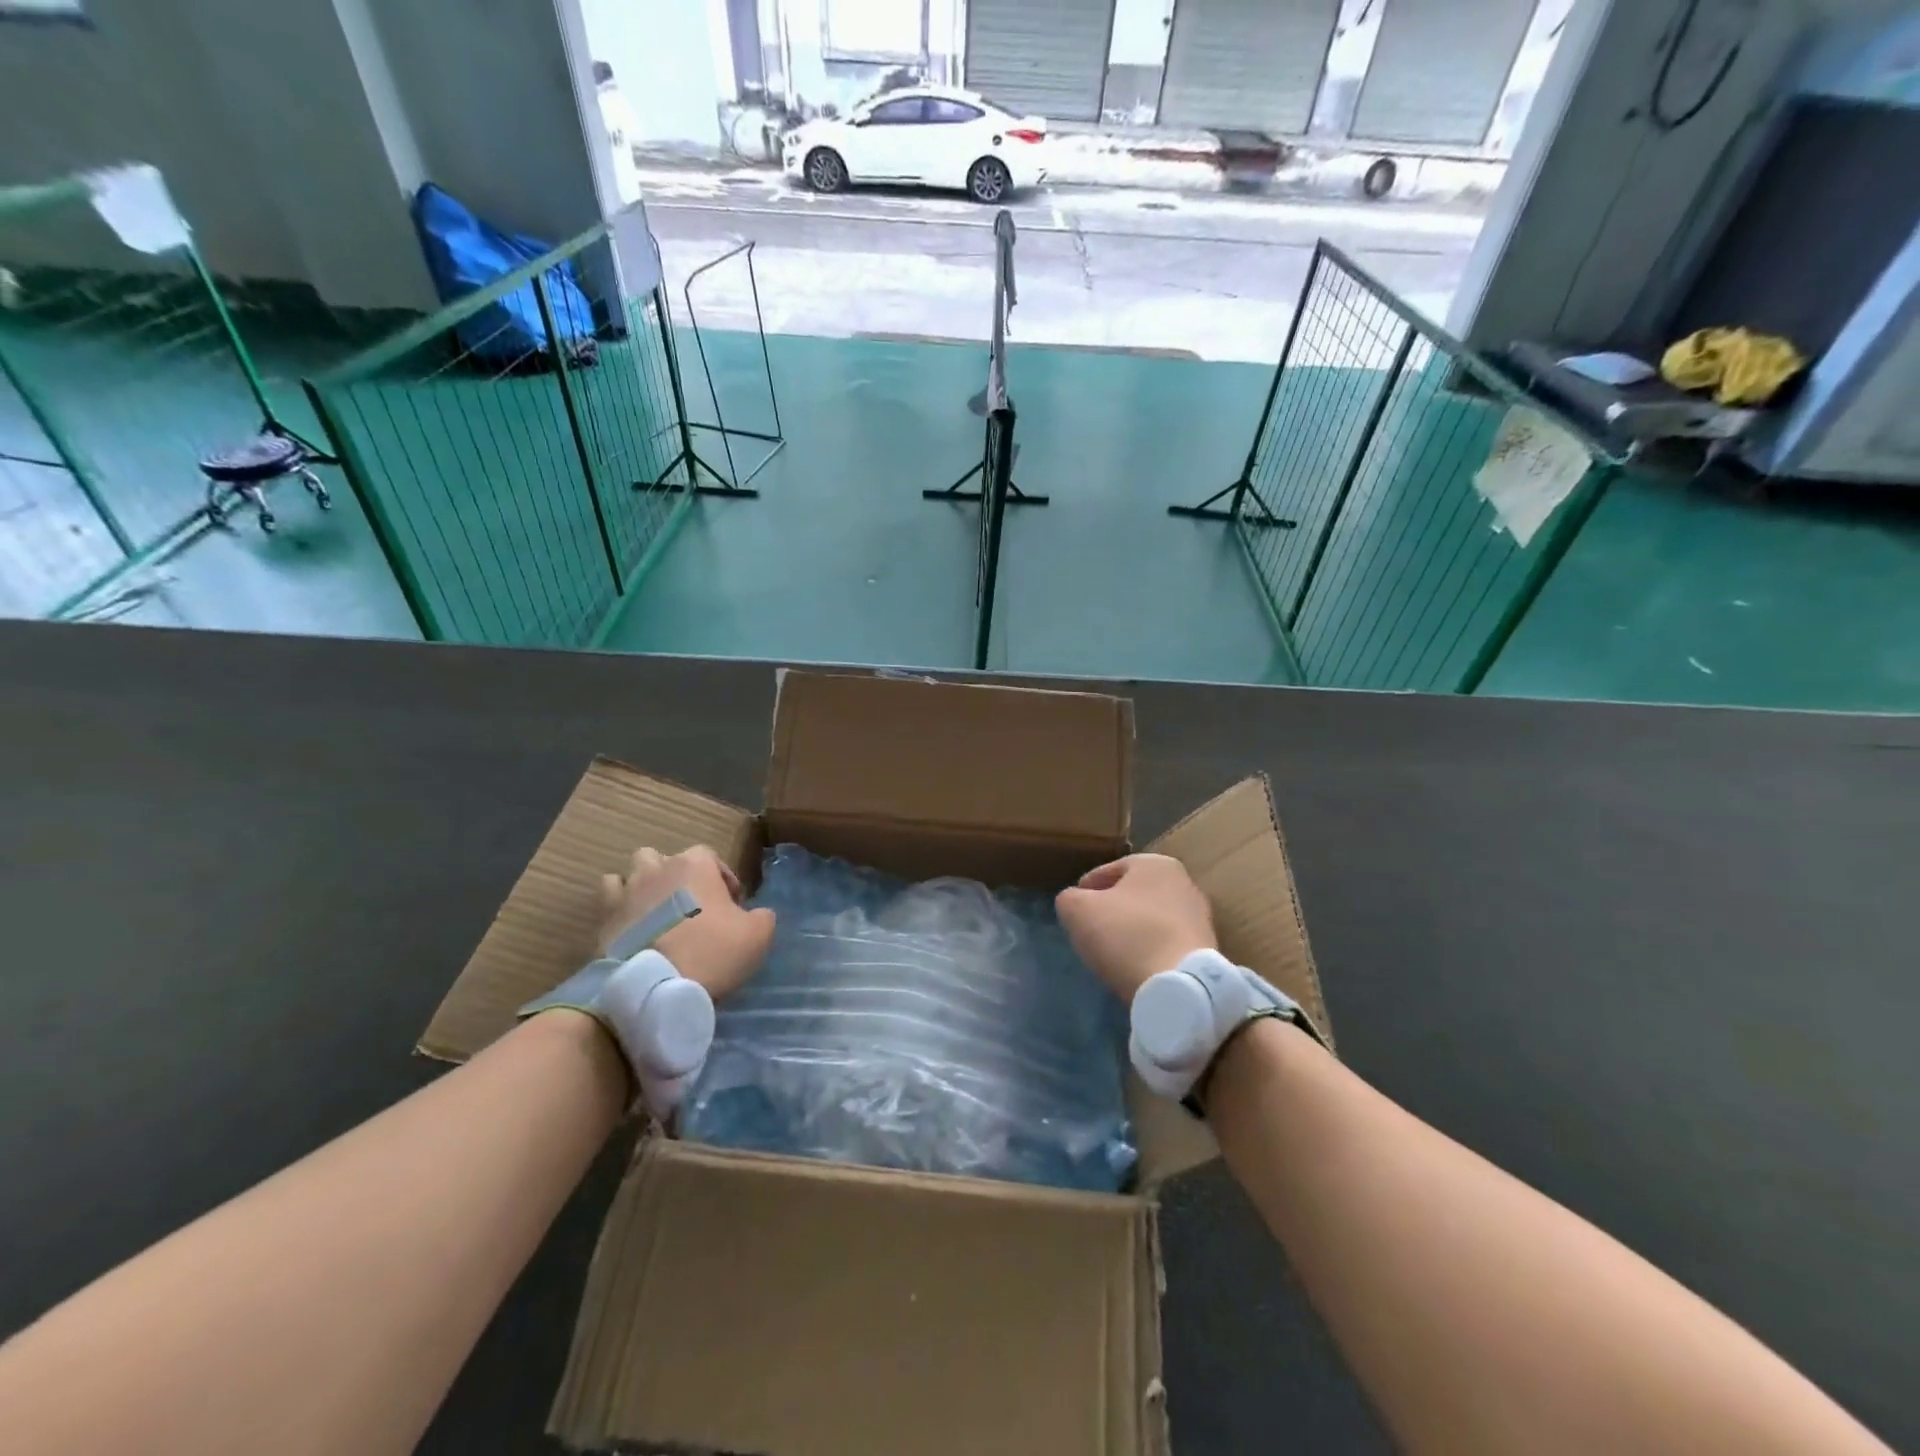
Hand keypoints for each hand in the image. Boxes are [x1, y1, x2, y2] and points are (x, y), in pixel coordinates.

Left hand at [598, 846, 774, 1000]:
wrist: (655, 988)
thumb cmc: (711, 952)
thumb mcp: (757, 935)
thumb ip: (762, 916)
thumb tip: (756, 914)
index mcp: (695, 865)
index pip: (710, 856)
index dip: (722, 878)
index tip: (730, 906)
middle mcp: (658, 869)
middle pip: (665, 859)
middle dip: (677, 877)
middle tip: (691, 906)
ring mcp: (626, 891)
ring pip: (632, 873)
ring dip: (645, 886)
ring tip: (657, 913)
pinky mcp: (604, 918)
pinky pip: (609, 899)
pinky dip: (620, 907)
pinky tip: (632, 926)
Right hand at [1056, 853, 1216, 1003]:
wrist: (1179, 987)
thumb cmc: (1126, 936)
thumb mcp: (1077, 910)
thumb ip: (1069, 898)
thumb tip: (1075, 902)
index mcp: (1155, 863)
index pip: (1108, 871)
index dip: (1085, 889)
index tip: (1073, 910)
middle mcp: (1184, 882)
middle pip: (1132, 894)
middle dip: (1112, 909)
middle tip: (1091, 930)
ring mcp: (1200, 917)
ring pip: (1151, 918)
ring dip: (1132, 931)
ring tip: (1112, 952)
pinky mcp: (1207, 949)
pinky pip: (1166, 943)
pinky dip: (1150, 950)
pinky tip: (1136, 966)